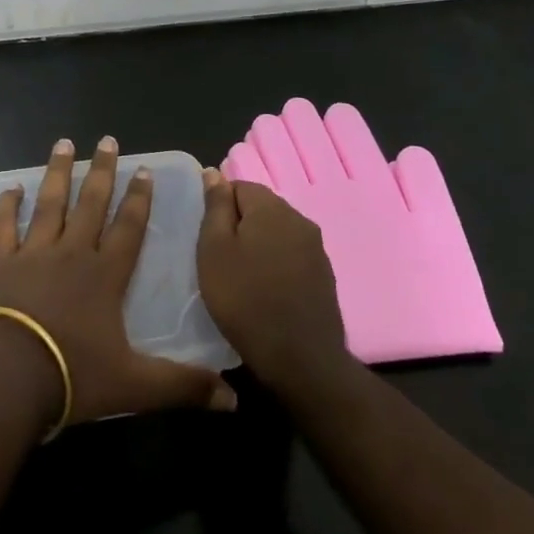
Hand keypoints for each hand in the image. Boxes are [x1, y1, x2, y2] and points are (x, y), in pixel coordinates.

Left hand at [0, 136, 236, 427]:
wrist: (9, 377)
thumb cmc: (73, 376)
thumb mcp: (136, 387)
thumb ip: (182, 386)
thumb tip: (233, 400)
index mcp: (105, 275)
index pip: (129, 228)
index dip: (139, 199)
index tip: (144, 169)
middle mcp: (71, 253)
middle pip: (91, 204)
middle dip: (102, 171)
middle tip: (107, 140)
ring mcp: (33, 254)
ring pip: (49, 204)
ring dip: (57, 173)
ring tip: (63, 143)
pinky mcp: (0, 263)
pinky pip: (3, 227)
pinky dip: (6, 206)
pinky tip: (11, 188)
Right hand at [197, 170, 348, 394]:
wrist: (301, 360)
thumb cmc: (245, 300)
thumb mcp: (214, 249)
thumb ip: (216, 206)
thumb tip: (214, 172)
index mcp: (272, 207)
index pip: (238, 186)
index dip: (219, 209)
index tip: (208, 239)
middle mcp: (299, 219)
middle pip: (260, 208)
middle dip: (239, 226)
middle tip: (220, 260)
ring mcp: (316, 249)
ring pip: (276, 233)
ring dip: (258, 247)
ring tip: (241, 278)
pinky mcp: (325, 275)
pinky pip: (291, 256)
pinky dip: (276, 266)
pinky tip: (265, 292)